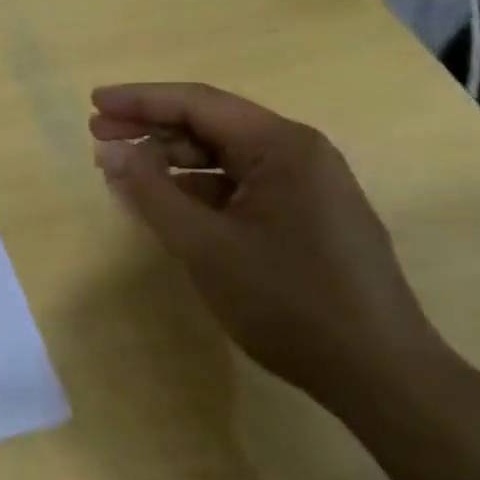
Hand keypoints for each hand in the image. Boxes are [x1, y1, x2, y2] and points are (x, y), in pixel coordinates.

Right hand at [89, 82, 444, 407]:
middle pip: (210, 124)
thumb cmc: (289, 302)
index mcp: (281, 145)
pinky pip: (241, 184)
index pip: (196, 103)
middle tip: (98, 135)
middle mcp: (298, 152)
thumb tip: (111, 151)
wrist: (385, 379)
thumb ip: (150, 191)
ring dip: (172, 160)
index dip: (139, 100)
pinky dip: (198, 188)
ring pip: (224, 155)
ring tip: (125, 173)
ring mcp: (308, 185)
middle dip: (151, 128)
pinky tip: (168, 204)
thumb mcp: (204, 245)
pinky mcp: (308, 215)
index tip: (93, 103)